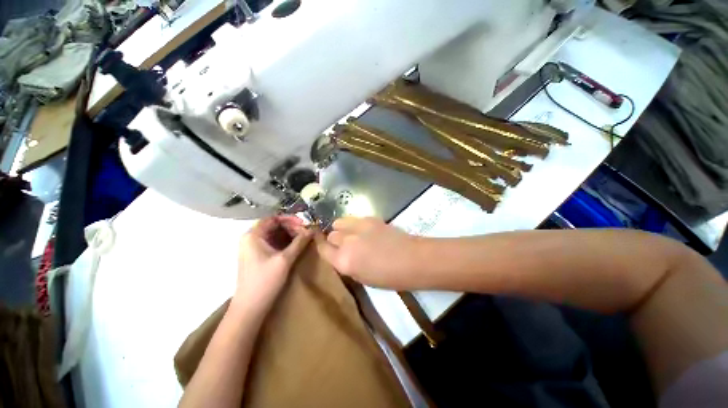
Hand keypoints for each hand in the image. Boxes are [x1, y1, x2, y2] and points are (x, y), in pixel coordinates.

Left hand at [235, 215, 311, 310]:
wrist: (250, 307)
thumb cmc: (265, 281)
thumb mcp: (285, 260)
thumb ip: (299, 242)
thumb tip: (312, 230)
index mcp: (253, 235)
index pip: (273, 218)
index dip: (289, 219)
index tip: (304, 224)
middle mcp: (251, 238)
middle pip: (273, 225)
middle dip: (291, 227)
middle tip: (306, 233)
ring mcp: (253, 248)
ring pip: (274, 234)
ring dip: (289, 234)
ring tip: (303, 239)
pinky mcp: (257, 256)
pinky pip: (273, 243)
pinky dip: (285, 242)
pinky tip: (296, 246)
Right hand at [315, 217, 419, 288]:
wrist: (412, 259)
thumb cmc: (390, 277)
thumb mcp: (362, 278)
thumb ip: (347, 265)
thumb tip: (342, 255)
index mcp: (344, 261)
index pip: (322, 249)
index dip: (322, 247)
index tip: (325, 247)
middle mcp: (347, 242)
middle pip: (331, 235)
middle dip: (334, 240)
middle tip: (345, 245)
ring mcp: (358, 227)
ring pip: (339, 222)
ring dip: (341, 229)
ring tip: (351, 235)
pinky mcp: (369, 218)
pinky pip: (353, 219)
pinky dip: (353, 224)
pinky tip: (363, 230)